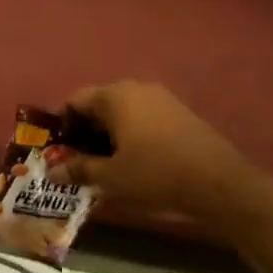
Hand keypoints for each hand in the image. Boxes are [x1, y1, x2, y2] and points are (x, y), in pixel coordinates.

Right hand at [46, 81, 262, 233]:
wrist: (220, 184)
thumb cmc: (155, 174)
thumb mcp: (111, 176)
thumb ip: (78, 170)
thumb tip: (52, 171)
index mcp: (115, 96)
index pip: (74, 101)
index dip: (61, 125)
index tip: (57, 150)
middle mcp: (137, 88)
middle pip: (98, 104)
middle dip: (84, 131)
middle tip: (77, 160)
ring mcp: (161, 99)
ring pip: (121, 112)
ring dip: (107, 135)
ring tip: (103, 164)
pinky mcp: (179, 114)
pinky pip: (142, 119)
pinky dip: (129, 135)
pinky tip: (132, 161)